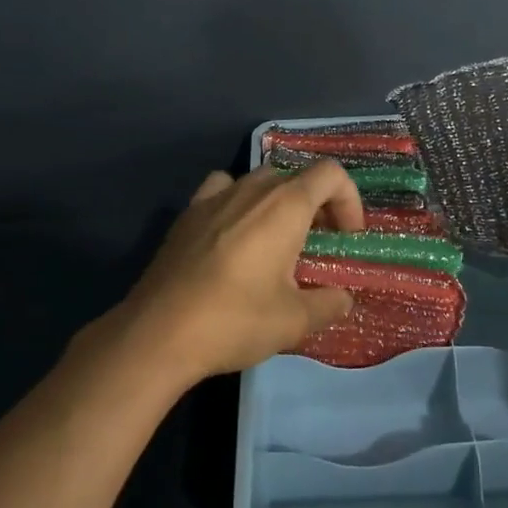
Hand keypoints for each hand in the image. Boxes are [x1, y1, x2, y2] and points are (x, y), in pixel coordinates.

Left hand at [108, 162, 365, 387]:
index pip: (331, 174)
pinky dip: (237, 202)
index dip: (349, 200)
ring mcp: (214, 197)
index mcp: (285, 205)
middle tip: (316, 247)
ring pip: (259, 182)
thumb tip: (342, 298)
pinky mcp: (187, 213)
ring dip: (277, 204)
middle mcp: (251, 189)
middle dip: (316, 206)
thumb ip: (328, 304)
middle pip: (296, 178)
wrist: (158, 332)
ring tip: (275, 243)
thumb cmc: (235, 320)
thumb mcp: (294, 322)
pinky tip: (233, 235)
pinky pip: (221, 190)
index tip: (346, 238)